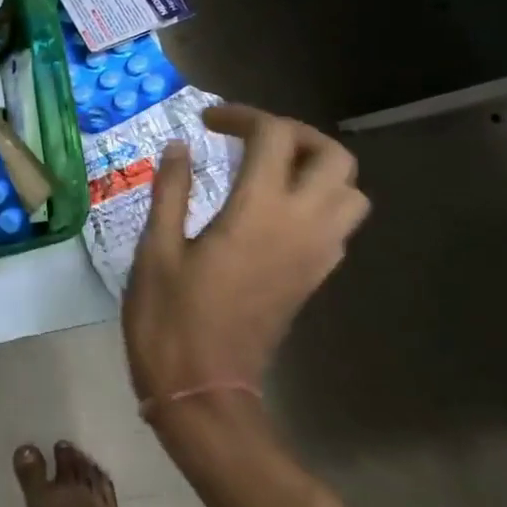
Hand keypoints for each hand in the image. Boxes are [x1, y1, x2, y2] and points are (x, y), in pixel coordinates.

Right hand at [123, 105, 368, 432]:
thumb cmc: (169, 318)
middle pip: (333, 156)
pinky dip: (317, 199)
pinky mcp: (314, 278)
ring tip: (267, 169)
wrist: (203, 391)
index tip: (207, 122)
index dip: (243, 116)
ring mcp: (315, 255)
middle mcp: (301, 227)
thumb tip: (181, 146)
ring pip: (350, 191)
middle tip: (248, 138)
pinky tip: (272, 208)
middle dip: (294, 134)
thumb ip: (172, 190)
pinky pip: (339, 224)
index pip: (275, 137)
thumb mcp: (156, 249)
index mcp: (258, 213)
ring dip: (315, 167)